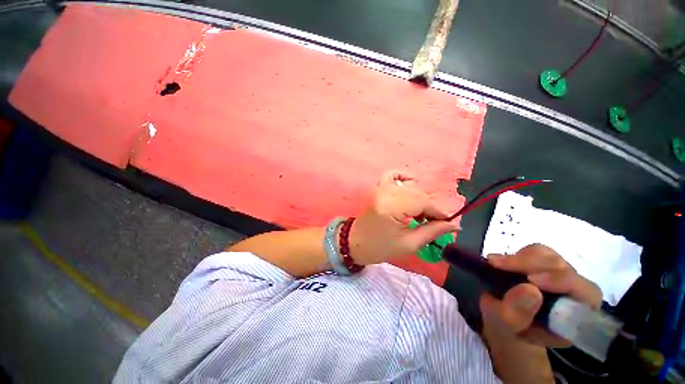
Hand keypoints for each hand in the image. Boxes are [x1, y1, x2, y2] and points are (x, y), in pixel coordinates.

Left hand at [348, 170, 458, 264]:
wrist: (356, 242)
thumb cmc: (380, 247)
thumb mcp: (409, 244)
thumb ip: (432, 231)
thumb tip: (454, 224)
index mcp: (391, 207)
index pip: (422, 202)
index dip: (438, 212)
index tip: (448, 222)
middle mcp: (386, 192)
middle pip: (418, 194)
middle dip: (430, 207)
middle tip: (434, 222)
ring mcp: (380, 188)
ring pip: (409, 186)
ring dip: (419, 197)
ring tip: (419, 213)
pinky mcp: (377, 188)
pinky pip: (392, 175)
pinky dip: (404, 177)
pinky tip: (411, 186)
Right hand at [480, 244, 601, 346]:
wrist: (500, 318)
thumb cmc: (505, 327)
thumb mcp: (504, 327)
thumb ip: (515, 314)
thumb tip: (529, 289)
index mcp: (574, 318)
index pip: (587, 295)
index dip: (564, 282)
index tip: (531, 280)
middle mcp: (573, 294)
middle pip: (565, 269)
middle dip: (531, 265)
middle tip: (497, 264)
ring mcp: (558, 275)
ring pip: (550, 256)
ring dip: (521, 259)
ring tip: (495, 263)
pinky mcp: (543, 264)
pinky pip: (536, 251)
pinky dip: (517, 254)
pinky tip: (501, 263)